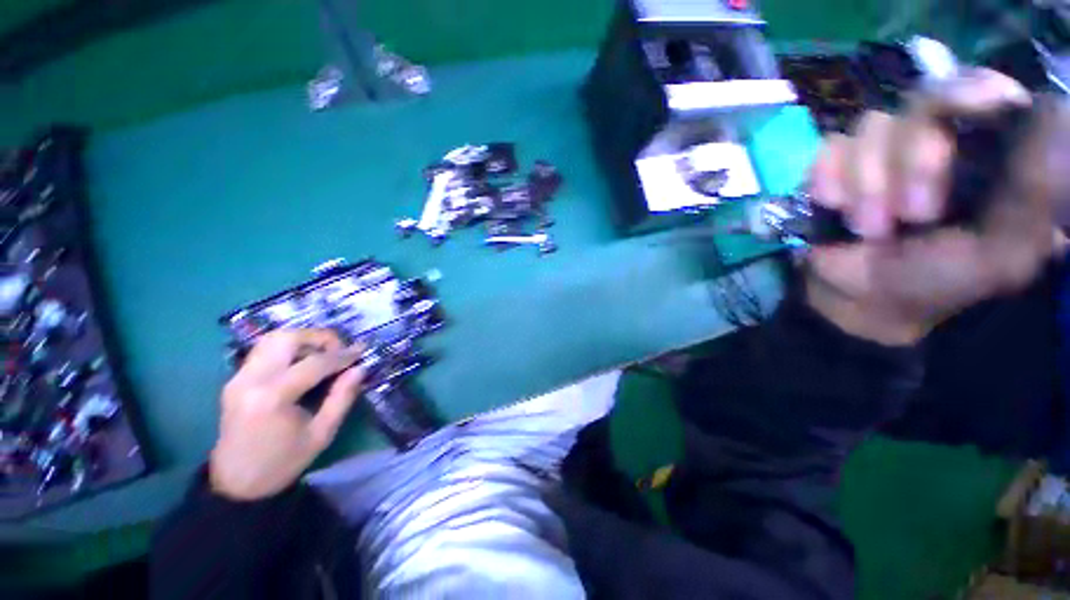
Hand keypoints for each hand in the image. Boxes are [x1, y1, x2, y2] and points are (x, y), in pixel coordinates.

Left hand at [209, 329, 364, 500]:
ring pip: (273, 338)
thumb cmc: (283, 462)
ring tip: (323, 354)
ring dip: (303, 339)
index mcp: (272, 397)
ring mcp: (238, 377)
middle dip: (319, 337)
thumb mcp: (322, 433)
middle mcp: (251, 380)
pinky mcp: (235, 379)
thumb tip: (360, 368)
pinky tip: (304, 362)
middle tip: (339, 350)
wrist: (236, 484)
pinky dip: (289, 348)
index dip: (343, 355)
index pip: (314, 362)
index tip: (363, 350)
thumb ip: (342, 397)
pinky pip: (265, 350)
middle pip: (286, 338)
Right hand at [805, 69, 1069, 345]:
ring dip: (867, 186)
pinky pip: (830, 151)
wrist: (865, 296)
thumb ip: (1034, 197)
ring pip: (872, 127)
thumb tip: (1054, 120)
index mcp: (985, 148)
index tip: (978, 108)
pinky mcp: (837, 163)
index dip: (973, 92)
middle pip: (924, 100)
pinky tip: (836, 207)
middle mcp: (935, 134)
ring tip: (871, 229)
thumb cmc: (942, 278)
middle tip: (915, 215)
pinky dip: (829, 182)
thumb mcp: (1003, 252)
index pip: (983, 87)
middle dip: (916, 162)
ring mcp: (882, 147)